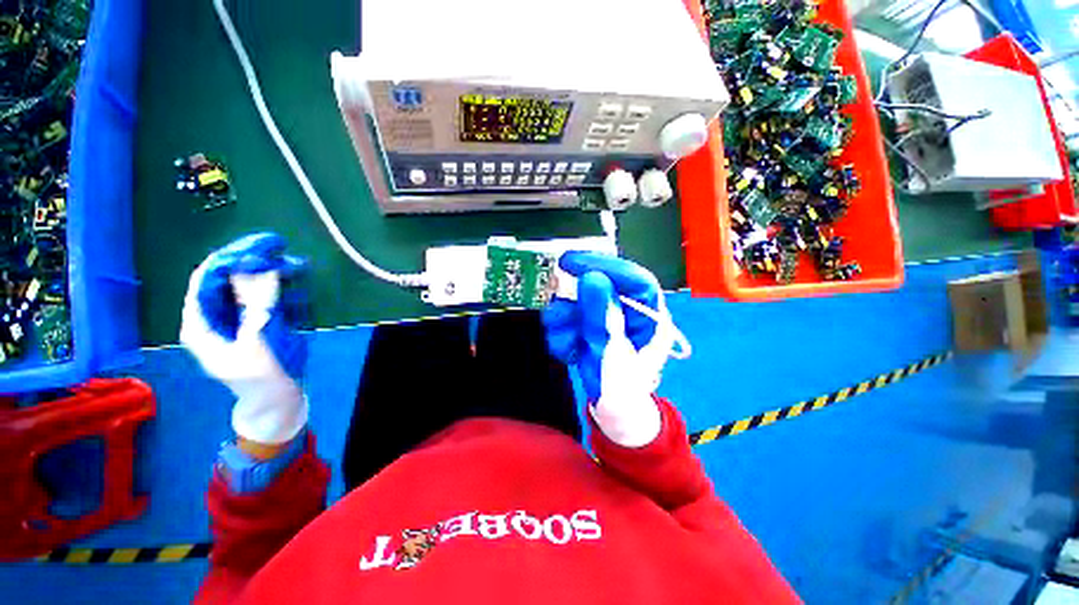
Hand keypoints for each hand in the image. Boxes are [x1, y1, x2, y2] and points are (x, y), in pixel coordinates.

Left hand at [180, 233, 308, 445]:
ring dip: (270, 274)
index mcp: (200, 323)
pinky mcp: (254, 322)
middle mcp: (213, 317)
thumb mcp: (257, 339)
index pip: (205, 280)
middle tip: (279, 248)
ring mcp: (234, 319)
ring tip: (296, 265)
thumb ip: (257, 303)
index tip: (257, 245)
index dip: (228, 258)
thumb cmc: (261, 375)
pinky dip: (278, 289)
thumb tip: (259, 268)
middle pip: (226, 280)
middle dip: (252, 263)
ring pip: (246, 287)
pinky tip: (296, 285)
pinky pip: (262, 299)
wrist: (276, 398)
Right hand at [543, 252, 676, 446]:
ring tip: (568, 343)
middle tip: (559, 309)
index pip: (632, 278)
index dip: (604, 265)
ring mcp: (605, 317)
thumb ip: (602, 317)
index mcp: (649, 315)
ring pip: (578, 302)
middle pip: (600, 287)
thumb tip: (592, 277)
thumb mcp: (613, 355)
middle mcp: (627, 311)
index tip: (572, 262)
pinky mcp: (588, 326)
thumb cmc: (622, 389)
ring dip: (565, 322)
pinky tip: (569, 351)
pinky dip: (562, 334)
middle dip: (575, 301)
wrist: (612, 414)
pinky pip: (567, 319)